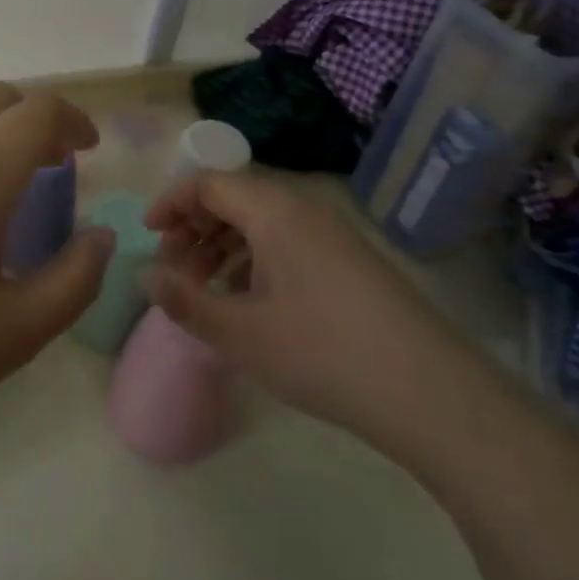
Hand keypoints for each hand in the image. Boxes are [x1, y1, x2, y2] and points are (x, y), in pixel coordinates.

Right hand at [143, 172, 473, 451]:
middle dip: (195, 228)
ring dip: (224, 247)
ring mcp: (333, 236)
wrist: (433, 396)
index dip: (171, 203)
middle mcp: (303, 211)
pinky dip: (256, 261)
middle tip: (175, 270)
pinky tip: (250, 303)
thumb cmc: (323, 354)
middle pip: (234, 199)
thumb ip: (185, 301)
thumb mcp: (241, 334)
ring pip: (262, 223)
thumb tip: (146, 275)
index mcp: (274, 212)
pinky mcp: (352, 263)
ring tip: (207, 290)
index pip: (208, 183)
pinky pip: (288, 243)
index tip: (149, 235)